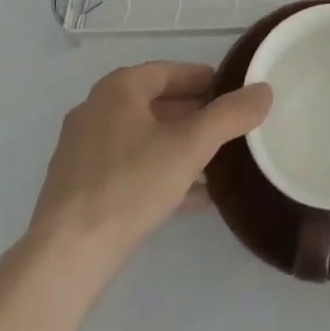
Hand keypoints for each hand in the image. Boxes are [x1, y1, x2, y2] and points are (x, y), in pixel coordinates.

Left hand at [28, 62, 271, 277]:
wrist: (64, 260)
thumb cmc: (130, 185)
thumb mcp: (190, 146)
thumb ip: (230, 116)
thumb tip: (265, 90)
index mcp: (119, 88)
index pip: (171, 71)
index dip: (204, 79)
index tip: (232, 92)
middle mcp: (96, 110)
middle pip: (156, 104)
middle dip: (194, 115)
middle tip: (228, 128)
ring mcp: (82, 151)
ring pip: (143, 139)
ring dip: (178, 147)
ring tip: (216, 164)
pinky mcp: (77, 189)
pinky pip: (128, 169)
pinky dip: (158, 173)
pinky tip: (190, 198)